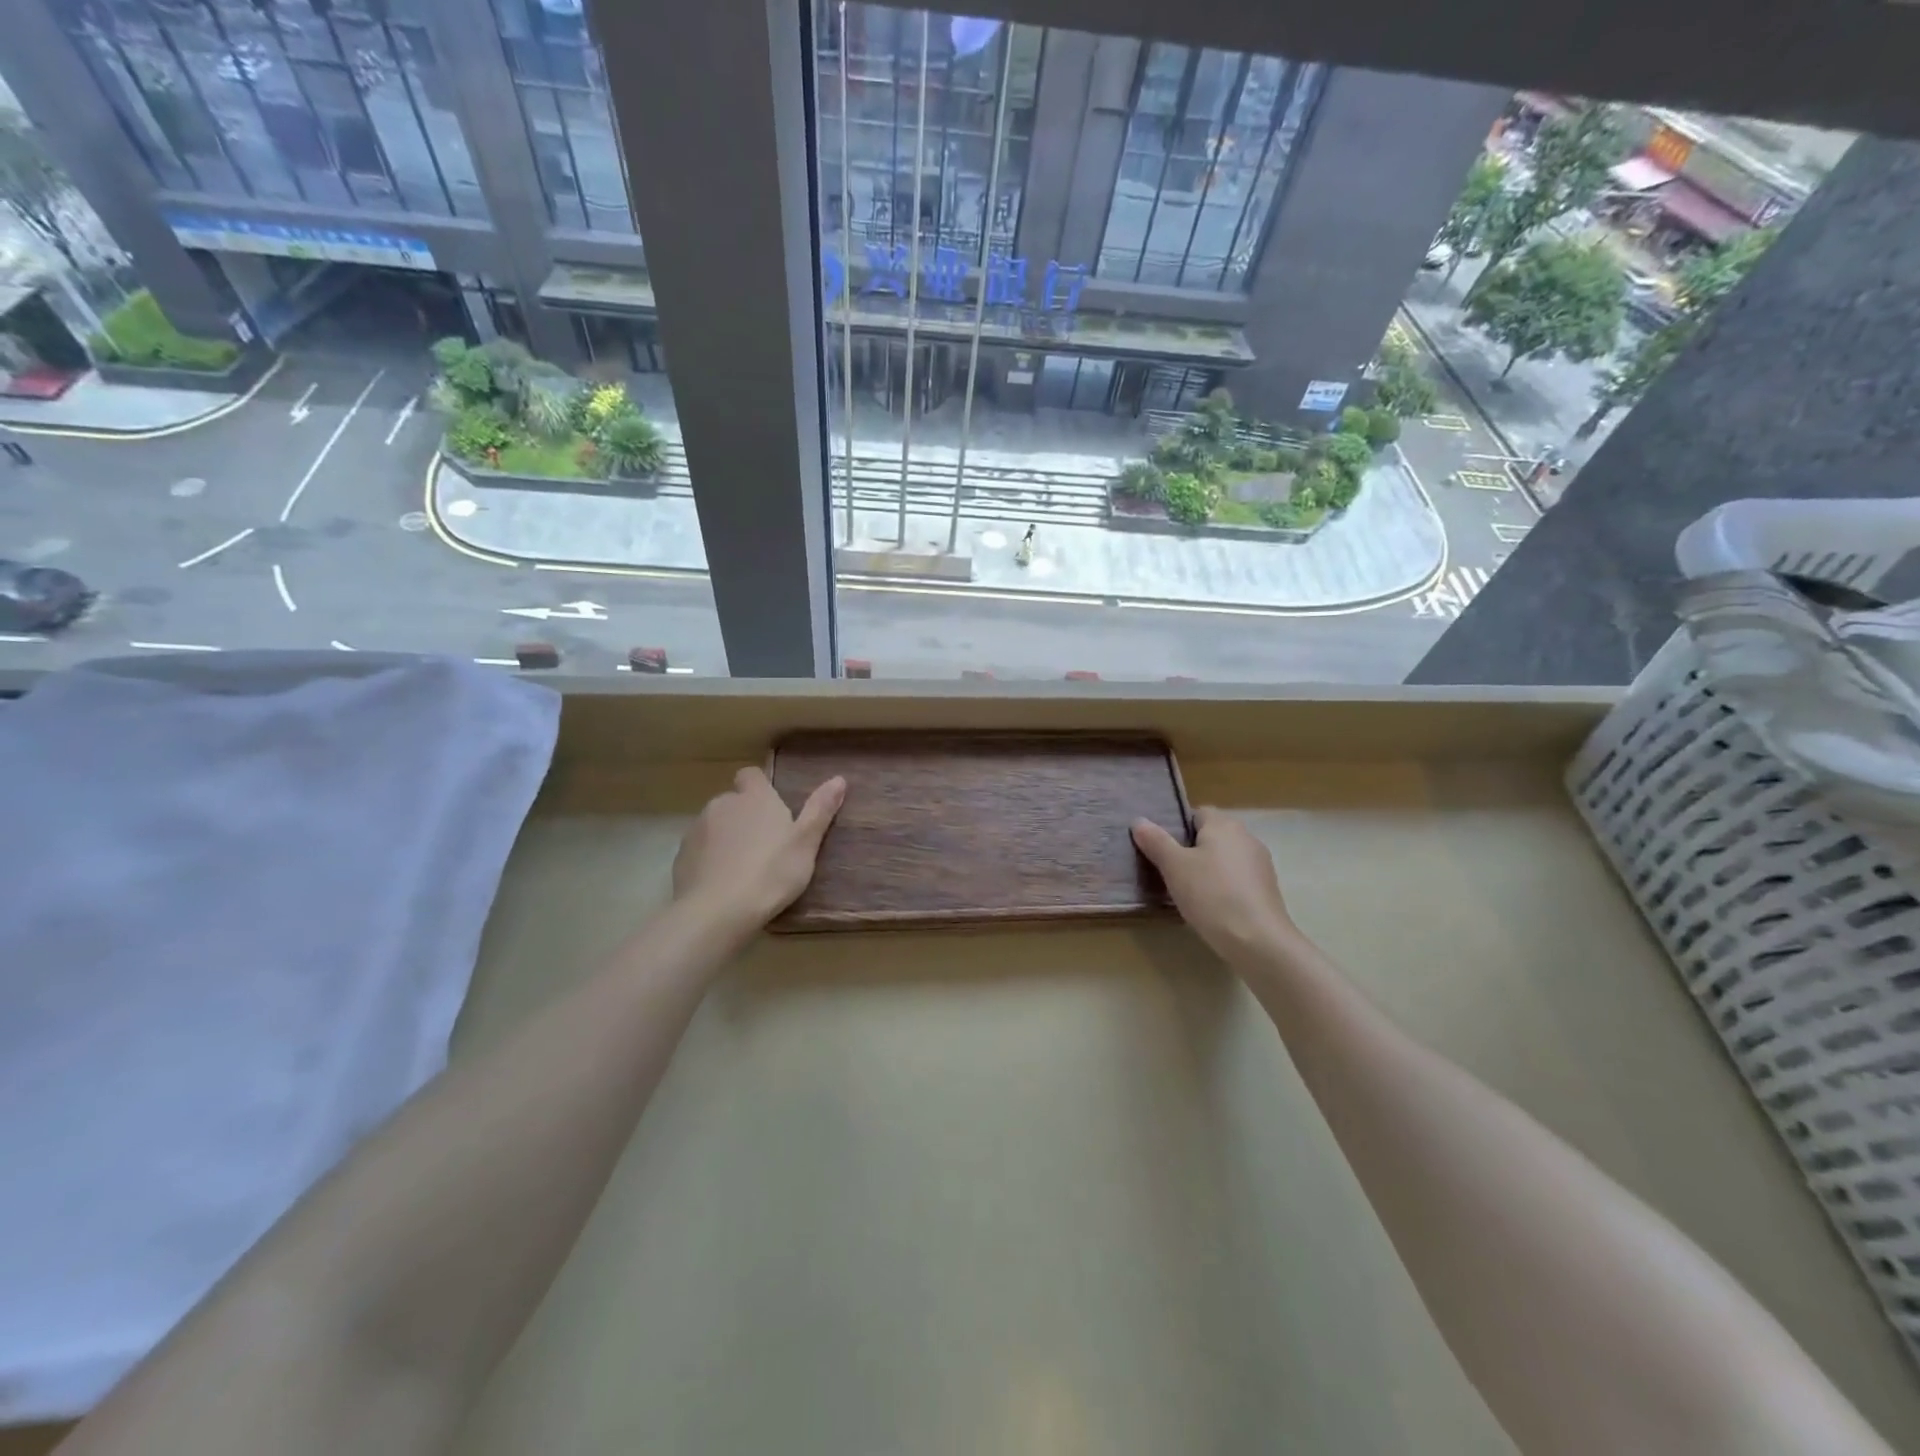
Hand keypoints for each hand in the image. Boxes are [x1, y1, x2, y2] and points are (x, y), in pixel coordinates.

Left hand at [673, 767, 845, 932]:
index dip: (760, 787)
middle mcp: (722, 805)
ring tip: (744, 868)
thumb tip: (839, 779)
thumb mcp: (805, 843)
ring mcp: (697, 830)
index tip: (773, 808)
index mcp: (755, 798)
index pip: (751, 775)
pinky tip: (723, 884)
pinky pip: (699, 850)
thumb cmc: (771, 872)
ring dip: (727, 838)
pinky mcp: (681, 857)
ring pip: (715, 826)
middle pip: (733, 801)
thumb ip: (820, 809)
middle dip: (745, 817)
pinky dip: (710, 860)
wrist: (717, 911)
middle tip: (766, 846)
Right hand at [1132, 807, 1299, 964]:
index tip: (1162, 849)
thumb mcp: (1173, 866)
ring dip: (1208, 869)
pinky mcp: (1268, 889)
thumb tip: (1139, 821)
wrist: (1257, 940)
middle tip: (1169, 870)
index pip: (1197, 813)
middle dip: (1191, 849)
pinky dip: (1223, 886)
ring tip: (1188, 891)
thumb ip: (1156, 841)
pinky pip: (1237, 878)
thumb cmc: (1211, 894)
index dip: (1177, 827)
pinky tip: (1212, 906)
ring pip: (1225, 858)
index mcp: (1223, 825)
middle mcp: (1246, 837)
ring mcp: (1261, 864)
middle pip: (1212, 835)